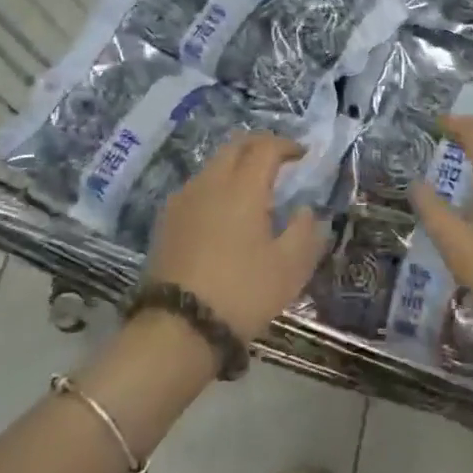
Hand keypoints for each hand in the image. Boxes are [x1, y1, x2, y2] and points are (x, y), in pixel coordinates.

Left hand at [145, 134, 325, 342]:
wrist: (178, 327)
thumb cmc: (242, 293)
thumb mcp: (290, 268)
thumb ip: (305, 231)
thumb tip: (305, 210)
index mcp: (243, 187)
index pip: (266, 147)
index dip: (287, 145)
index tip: (303, 155)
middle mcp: (210, 182)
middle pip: (235, 145)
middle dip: (259, 145)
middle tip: (279, 161)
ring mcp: (183, 199)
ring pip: (213, 165)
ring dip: (236, 165)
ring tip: (254, 188)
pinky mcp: (166, 220)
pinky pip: (197, 187)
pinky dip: (217, 185)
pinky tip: (225, 212)